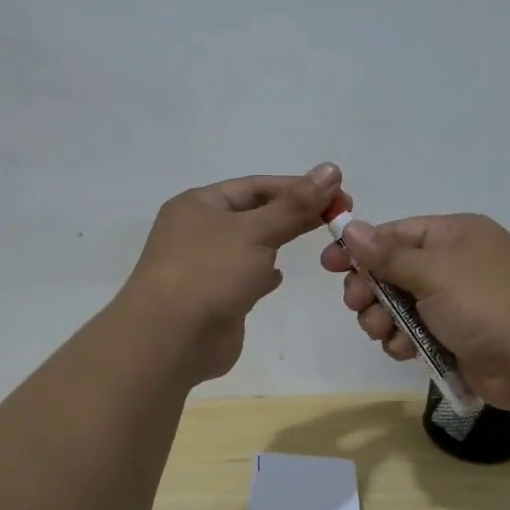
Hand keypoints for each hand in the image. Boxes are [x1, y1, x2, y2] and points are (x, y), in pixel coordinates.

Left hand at [120, 163, 341, 382]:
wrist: (170, 340)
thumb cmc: (209, 273)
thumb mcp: (255, 231)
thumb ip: (295, 205)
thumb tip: (330, 169)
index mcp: (199, 204)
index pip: (256, 186)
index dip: (298, 187)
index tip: (339, 193)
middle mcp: (198, 231)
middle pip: (255, 214)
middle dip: (293, 214)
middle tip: (338, 216)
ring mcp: (204, 266)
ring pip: (250, 246)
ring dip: (278, 242)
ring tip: (317, 241)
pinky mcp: (214, 299)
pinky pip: (243, 277)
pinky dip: (263, 274)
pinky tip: (279, 276)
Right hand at [320, 211, 509, 410]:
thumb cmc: (488, 303)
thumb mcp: (434, 272)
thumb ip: (388, 254)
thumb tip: (351, 227)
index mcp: (453, 236)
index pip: (395, 234)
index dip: (360, 248)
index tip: (329, 265)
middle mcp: (453, 265)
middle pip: (392, 271)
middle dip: (370, 289)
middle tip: (357, 305)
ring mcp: (455, 303)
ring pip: (399, 306)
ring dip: (382, 319)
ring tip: (381, 332)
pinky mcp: (455, 338)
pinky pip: (414, 333)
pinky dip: (402, 341)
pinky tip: (402, 350)